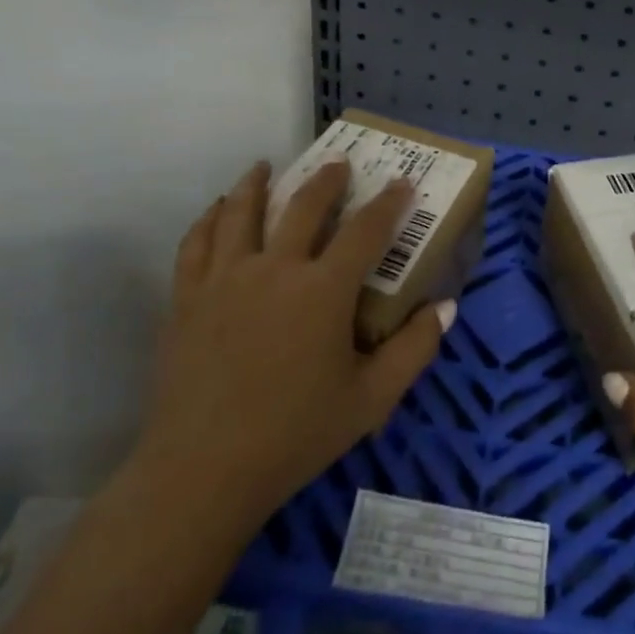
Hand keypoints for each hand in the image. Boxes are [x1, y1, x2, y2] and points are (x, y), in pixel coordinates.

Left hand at [123, 159, 453, 535]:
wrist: (203, 471)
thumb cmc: (295, 436)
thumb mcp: (371, 400)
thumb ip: (414, 350)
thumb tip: (446, 306)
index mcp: (323, 289)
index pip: (366, 230)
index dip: (389, 203)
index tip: (402, 183)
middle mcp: (275, 268)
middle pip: (304, 206)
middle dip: (327, 179)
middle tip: (338, 162)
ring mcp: (226, 278)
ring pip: (242, 211)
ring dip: (258, 183)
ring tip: (266, 166)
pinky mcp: (188, 297)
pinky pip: (197, 242)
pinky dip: (210, 218)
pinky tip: (218, 209)